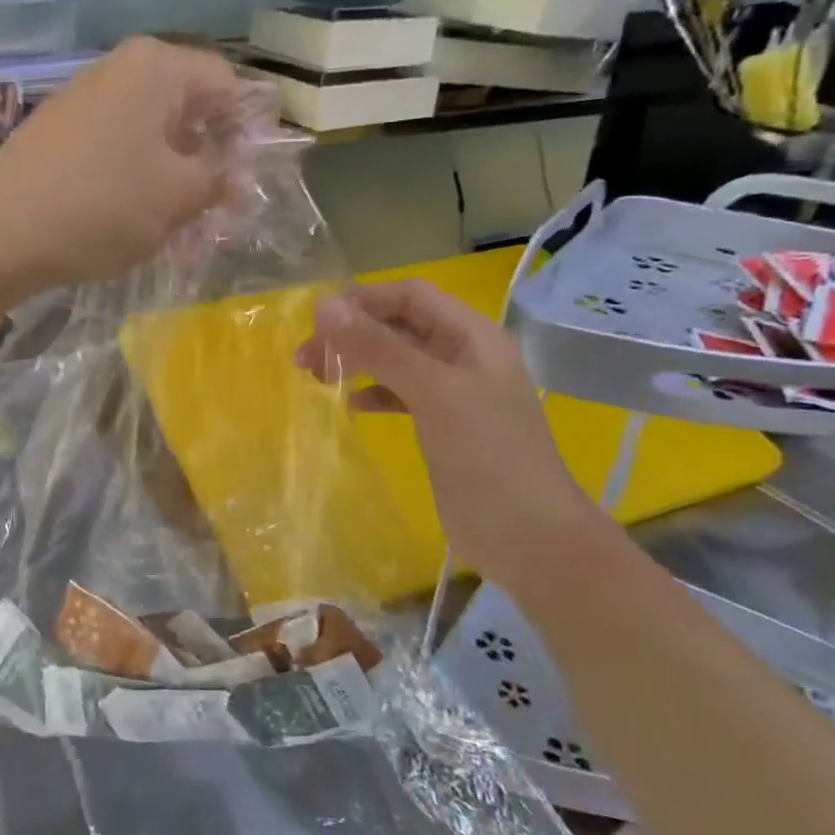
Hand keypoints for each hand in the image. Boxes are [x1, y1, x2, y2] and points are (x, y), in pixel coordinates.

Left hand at [0, 37, 245, 290]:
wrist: (1, 235)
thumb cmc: (103, 206)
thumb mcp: (178, 197)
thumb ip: (218, 178)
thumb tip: (235, 173)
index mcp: (155, 67)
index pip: (226, 83)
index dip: (245, 129)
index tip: (247, 178)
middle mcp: (118, 69)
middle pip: (186, 107)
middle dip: (206, 156)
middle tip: (215, 207)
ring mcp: (83, 99)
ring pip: (150, 132)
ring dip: (171, 173)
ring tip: (175, 221)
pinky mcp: (58, 132)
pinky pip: (115, 147)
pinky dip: (134, 177)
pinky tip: (131, 216)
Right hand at [297, 281, 602, 577]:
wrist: (529, 538)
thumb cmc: (486, 456)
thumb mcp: (432, 393)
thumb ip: (379, 348)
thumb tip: (323, 305)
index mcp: (472, 336)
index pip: (409, 296)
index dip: (362, 300)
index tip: (315, 323)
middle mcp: (463, 355)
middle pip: (399, 325)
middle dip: (352, 332)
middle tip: (305, 357)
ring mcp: (454, 392)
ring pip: (395, 359)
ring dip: (357, 360)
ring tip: (315, 375)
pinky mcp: (443, 425)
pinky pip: (400, 393)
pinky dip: (373, 392)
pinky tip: (352, 405)